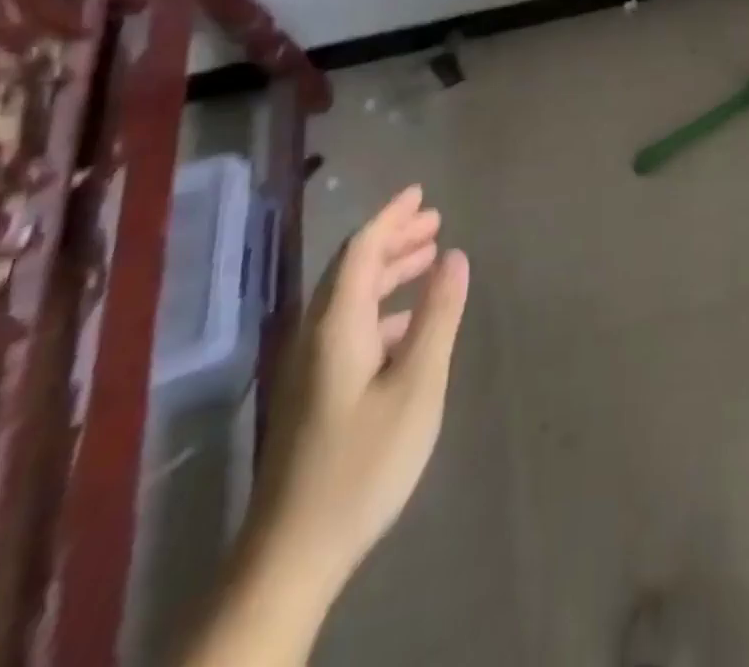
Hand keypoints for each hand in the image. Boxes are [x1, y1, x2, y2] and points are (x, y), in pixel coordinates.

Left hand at [242, 185, 470, 593]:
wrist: (291, 554)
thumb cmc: (363, 462)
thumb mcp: (417, 385)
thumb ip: (437, 316)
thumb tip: (456, 257)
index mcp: (336, 325)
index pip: (361, 250)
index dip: (391, 217)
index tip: (421, 193)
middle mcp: (315, 335)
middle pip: (352, 268)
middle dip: (393, 238)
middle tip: (435, 221)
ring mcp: (309, 366)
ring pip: (349, 298)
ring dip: (388, 271)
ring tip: (429, 258)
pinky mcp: (312, 393)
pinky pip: (348, 324)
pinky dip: (381, 306)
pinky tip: (408, 322)